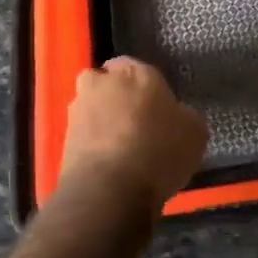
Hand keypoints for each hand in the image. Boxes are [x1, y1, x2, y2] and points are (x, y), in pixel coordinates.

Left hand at [60, 57, 206, 212]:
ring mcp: (78, 110)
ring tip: (123, 150)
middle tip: (137, 122)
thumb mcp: (194, 132)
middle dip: (118, 97)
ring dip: (103, 122)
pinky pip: (84, 136)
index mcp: (135, 72)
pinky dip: (94, 146)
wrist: (108, 191)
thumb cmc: (158, 150)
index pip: (137, 67)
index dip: (146, 86)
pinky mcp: (63, 140)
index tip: (157, 106)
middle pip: (108, 84)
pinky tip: (111, 166)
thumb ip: (183, 115)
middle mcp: (101, 83)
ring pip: (93, 108)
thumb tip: (176, 116)